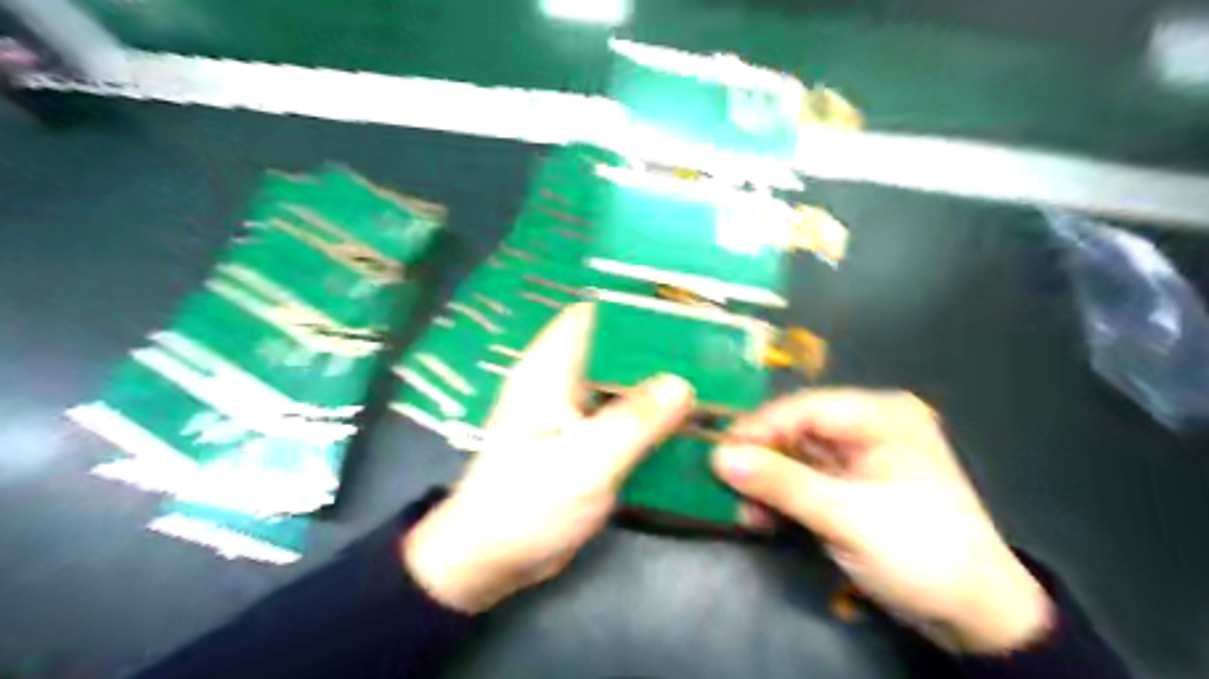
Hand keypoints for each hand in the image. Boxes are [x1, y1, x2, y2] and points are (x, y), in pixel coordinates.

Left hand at [404, 304, 694, 613]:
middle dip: (660, 350)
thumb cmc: (526, 506)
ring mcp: (574, 411)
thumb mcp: (585, 463)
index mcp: (550, 369)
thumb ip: (635, 422)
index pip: (595, 315)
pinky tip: (688, 424)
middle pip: (617, 348)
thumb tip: (683, 383)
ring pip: (624, 383)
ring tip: (713, 384)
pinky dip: (653, 416)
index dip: (637, 310)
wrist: (491, 560)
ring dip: (660, 385)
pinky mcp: (585, 439)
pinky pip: (625, 415)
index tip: (686, 318)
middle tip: (712, 355)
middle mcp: (562, 381)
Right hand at [711, 389, 1055, 655]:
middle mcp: (868, 425)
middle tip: (724, 485)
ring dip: (766, 482)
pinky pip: (802, 478)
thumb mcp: (847, 517)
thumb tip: (718, 457)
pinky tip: (762, 516)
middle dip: (760, 460)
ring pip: (793, 455)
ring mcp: (857, 455)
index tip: (717, 452)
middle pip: (796, 430)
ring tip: (743, 510)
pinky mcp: (848, 483)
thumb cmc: (922, 554)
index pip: (805, 408)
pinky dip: (780, 496)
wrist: (975, 616)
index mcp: (882, 416)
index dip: (758, 428)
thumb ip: (781, 483)